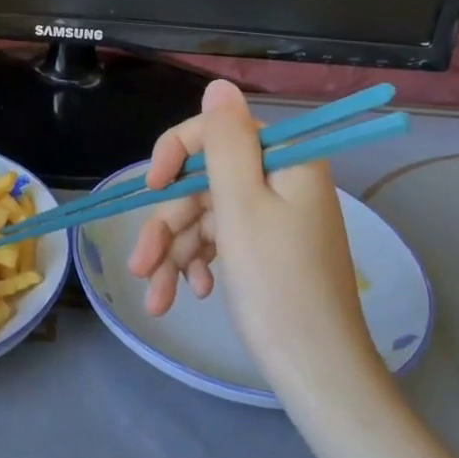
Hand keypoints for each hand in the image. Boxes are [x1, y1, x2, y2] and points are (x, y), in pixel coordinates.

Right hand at [127, 82, 390, 399]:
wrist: (317, 372)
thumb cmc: (277, 285)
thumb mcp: (242, 206)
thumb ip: (224, 142)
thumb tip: (218, 85)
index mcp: (284, 159)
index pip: (216, 131)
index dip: (176, 154)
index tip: (152, 188)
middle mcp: (280, 180)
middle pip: (204, 182)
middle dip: (169, 224)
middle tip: (141, 267)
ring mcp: (274, 217)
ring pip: (205, 217)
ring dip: (175, 252)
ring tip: (156, 299)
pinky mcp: (266, 249)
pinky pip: (221, 241)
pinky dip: (198, 263)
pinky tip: (189, 293)